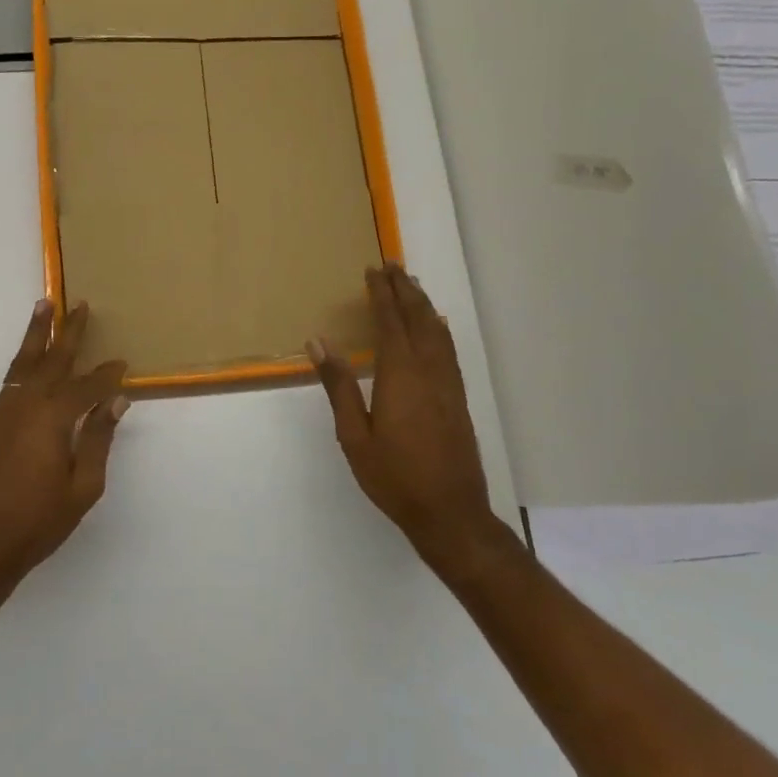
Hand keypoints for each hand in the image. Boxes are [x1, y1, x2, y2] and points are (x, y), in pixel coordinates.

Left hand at [0, 300, 128, 593]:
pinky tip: (31, 366)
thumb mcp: (82, 488)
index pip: (88, 386)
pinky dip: (24, 366)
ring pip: (23, 364)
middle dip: (67, 330)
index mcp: (53, 418)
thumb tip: (116, 401)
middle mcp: (24, 405)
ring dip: (37, 336)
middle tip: (77, 303)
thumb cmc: (36, 524)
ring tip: (44, 307)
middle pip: (50, 359)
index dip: (108, 375)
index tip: (123, 363)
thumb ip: (99, 440)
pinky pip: (10, 384)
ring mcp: (0, 414)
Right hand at [309, 265, 507, 569]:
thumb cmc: (394, 477)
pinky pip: (448, 349)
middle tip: (393, 264)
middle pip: (417, 319)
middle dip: (404, 289)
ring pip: (437, 331)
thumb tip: (319, 342)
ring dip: (423, 304)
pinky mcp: (458, 398)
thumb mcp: (354, 435)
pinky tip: (436, 326)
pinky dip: (439, 328)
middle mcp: (428, 370)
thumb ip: (339, 386)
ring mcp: (448, 384)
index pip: (390, 322)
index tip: (373, 270)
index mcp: (400, 375)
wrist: (450, 511)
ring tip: (412, 284)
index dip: (381, 294)